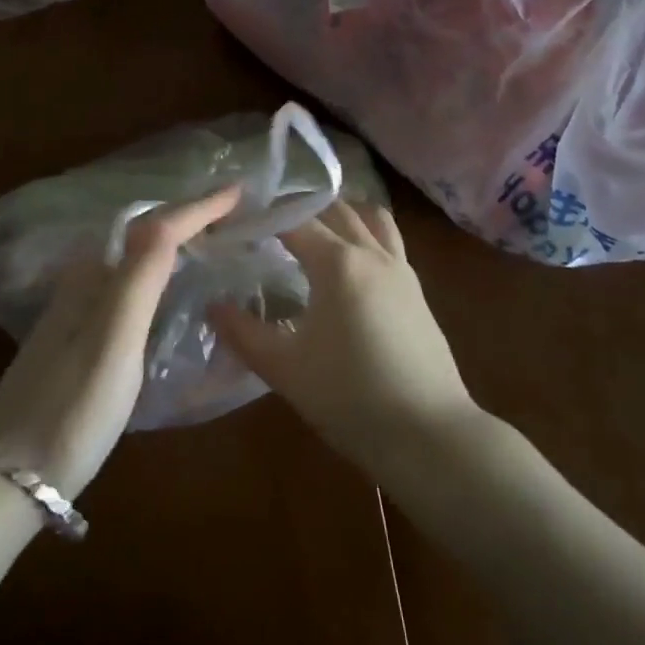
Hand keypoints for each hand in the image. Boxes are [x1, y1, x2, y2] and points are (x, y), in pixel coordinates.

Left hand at [0, 186, 241, 500]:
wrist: (6, 477)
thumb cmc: (70, 407)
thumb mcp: (113, 339)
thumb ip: (141, 275)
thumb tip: (174, 215)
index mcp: (96, 274)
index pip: (157, 225)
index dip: (200, 206)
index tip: (241, 190)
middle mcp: (87, 281)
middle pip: (148, 235)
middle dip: (190, 218)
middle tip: (236, 214)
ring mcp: (81, 312)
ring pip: (140, 261)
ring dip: (178, 243)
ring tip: (217, 241)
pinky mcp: (82, 341)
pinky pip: (133, 288)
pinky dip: (163, 274)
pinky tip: (176, 291)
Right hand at [208, 200, 476, 475]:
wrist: (431, 435)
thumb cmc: (352, 398)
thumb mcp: (286, 369)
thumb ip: (244, 334)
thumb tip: (212, 306)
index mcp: (337, 262)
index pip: (292, 221)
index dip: (262, 217)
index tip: (237, 222)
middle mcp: (371, 252)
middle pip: (333, 210)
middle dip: (300, 209)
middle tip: (269, 224)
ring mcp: (400, 268)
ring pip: (370, 218)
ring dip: (341, 214)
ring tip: (315, 229)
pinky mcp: (416, 290)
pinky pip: (388, 241)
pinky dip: (365, 234)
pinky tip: (351, 264)